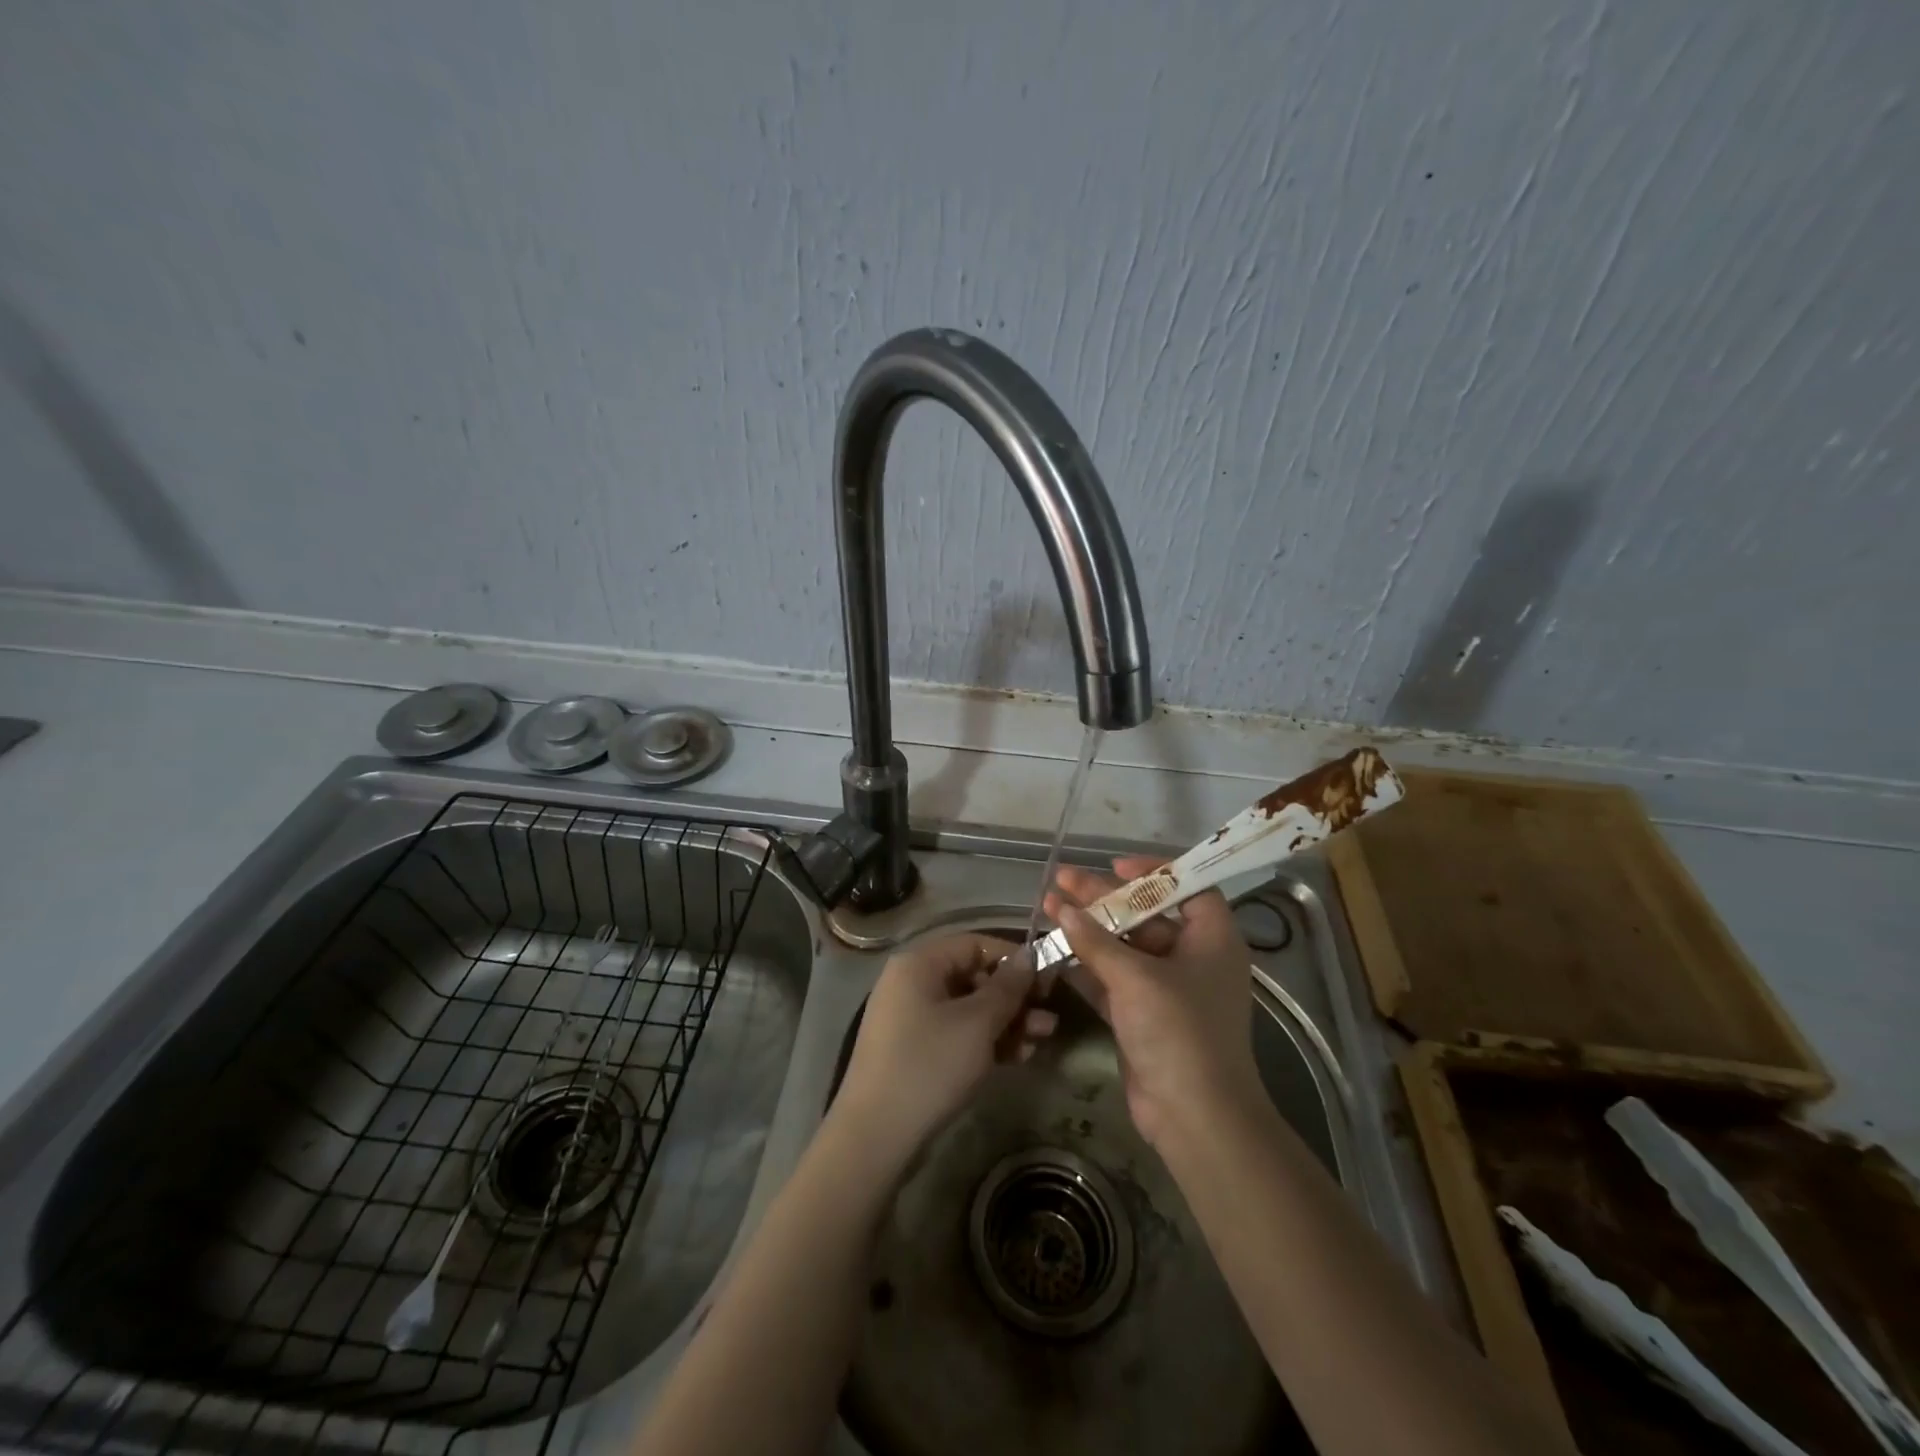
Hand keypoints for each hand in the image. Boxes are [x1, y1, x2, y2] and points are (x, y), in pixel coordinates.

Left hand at [832, 932, 1056, 1165]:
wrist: (876, 1136)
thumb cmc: (930, 1065)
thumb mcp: (978, 1023)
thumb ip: (1008, 987)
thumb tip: (1029, 957)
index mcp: (919, 963)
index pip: (975, 944)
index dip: (1013, 959)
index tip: (1047, 981)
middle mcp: (911, 983)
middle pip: (973, 977)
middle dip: (1015, 998)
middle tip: (1049, 1020)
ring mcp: (910, 1019)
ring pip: (968, 1009)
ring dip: (1007, 1022)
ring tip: (1042, 1041)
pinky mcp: (914, 1051)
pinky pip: (957, 1034)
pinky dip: (986, 1041)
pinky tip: (1018, 1058)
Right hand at [1047, 858, 1262, 1150]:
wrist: (1195, 1117)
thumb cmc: (1179, 1033)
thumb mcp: (1136, 978)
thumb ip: (1096, 941)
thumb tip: (1063, 909)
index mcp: (1211, 940)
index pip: (1188, 888)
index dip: (1153, 872)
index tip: (1114, 865)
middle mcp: (1192, 959)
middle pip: (1145, 915)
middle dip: (1103, 898)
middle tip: (1062, 880)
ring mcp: (1167, 990)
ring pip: (1123, 947)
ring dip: (1088, 929)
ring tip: (1048, 906)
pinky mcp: (1143, 1016)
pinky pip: (1112, 979)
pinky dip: (1086, 964)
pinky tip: (1055, 947)